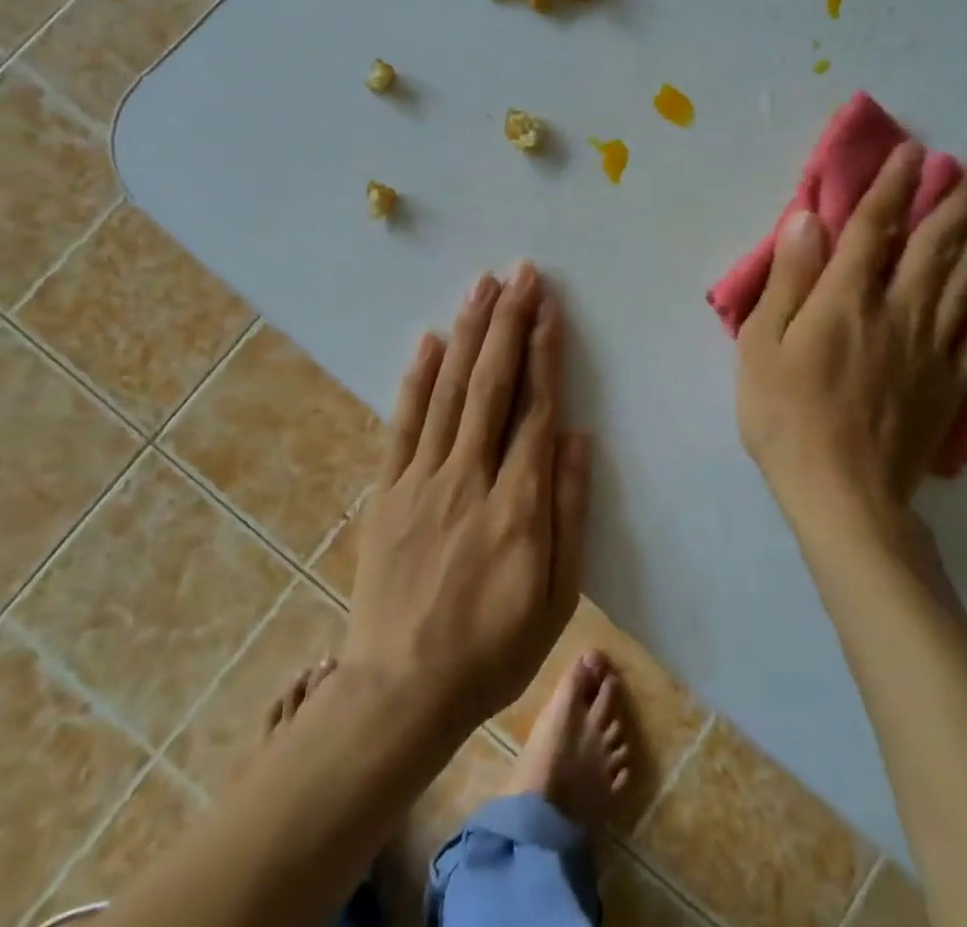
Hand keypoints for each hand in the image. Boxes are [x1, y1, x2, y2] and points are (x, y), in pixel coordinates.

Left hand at [345, 264, 590, 737]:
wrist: (400, 693)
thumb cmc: (492, 650)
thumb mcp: (556, 598)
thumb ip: (570, 512)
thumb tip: (580, 437)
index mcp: (518, 504)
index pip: (535, 410)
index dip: (544, 353)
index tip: (549, 308)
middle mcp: (469, 477)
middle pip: (491, 385)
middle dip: (508, 323)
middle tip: (520, 274)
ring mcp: (421, 481)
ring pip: (448, 391)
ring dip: (468, 334)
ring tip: (482, 287)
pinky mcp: (386, 492)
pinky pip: (402, 424)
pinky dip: (416, 379)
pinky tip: (430, 341)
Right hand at [735, 145, 966, 539]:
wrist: (842, 495)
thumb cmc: (785, 417)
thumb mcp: (761, 345)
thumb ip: (789, 280)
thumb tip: (808, 219)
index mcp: (847, 300)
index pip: (875, 228)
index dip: (893, 186)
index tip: (913, 151)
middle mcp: (899, 311)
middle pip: (936, 244)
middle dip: (959, 197)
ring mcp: (934, 347)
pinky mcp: (953, 383)